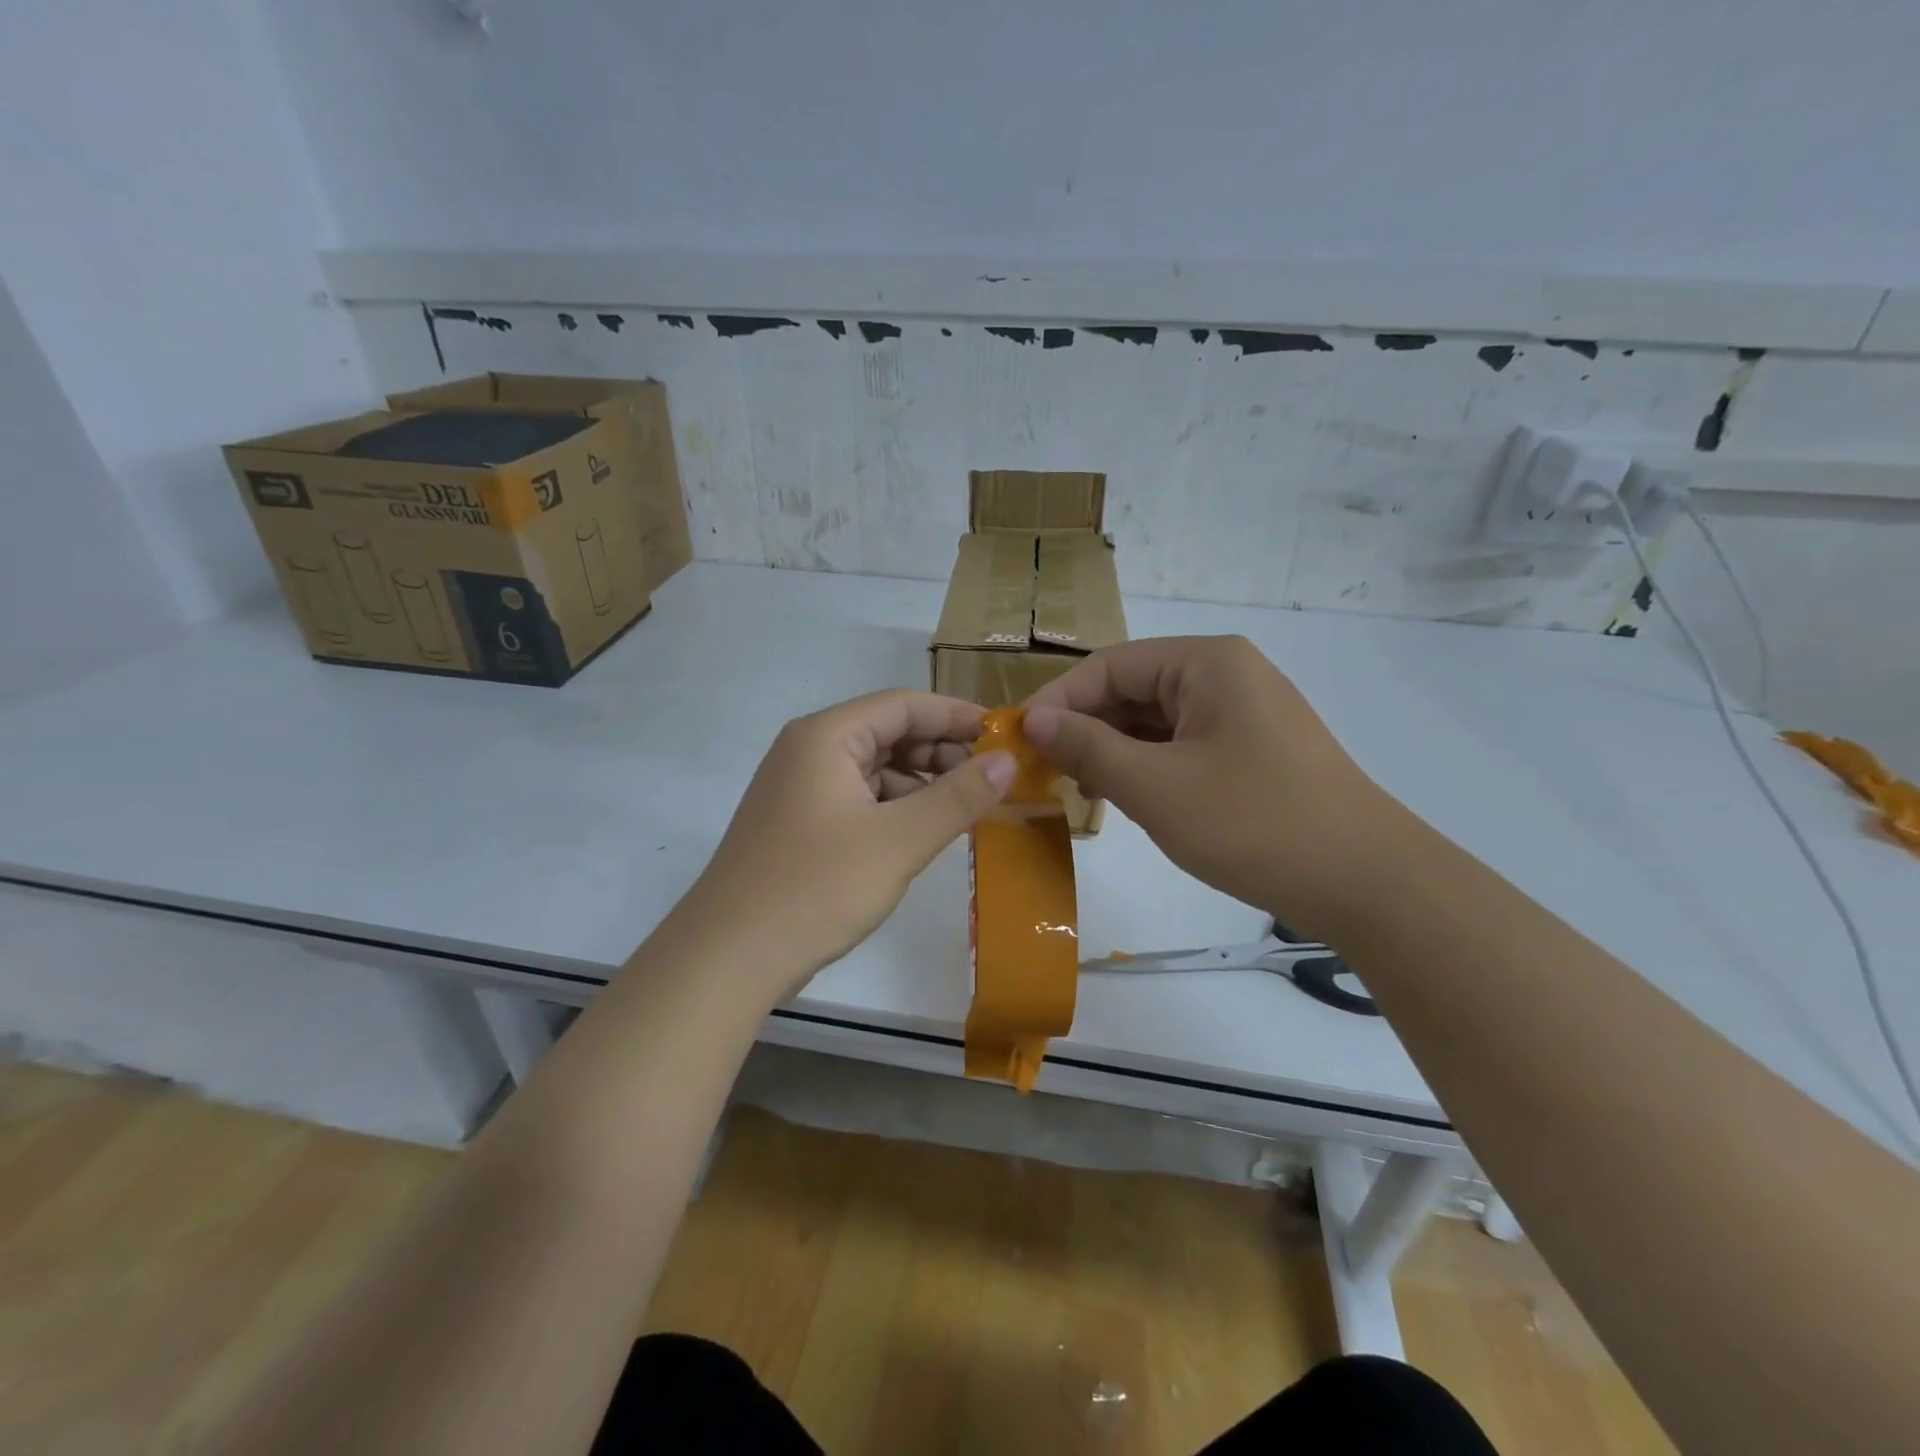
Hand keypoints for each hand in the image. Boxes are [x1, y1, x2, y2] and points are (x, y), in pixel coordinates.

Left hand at [667, 691, 1014, 1003]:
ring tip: (965, 809)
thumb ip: (959, 797)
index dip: (956, 716)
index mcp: (826, 736)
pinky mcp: (800, 824)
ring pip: (875, 769)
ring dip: (921, 782)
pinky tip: (923, 832)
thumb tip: (1008, 760)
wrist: (729, 958)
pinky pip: (859, 798)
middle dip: (941, 752)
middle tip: (991, 779)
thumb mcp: (899, 840)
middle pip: (888, 732)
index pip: (903, 705)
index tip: (1003, 736)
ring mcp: (800, 789)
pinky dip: (896, 807)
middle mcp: (809, 751)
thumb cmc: (816, 887)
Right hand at [1024, 636, 1395, 934]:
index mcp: (1206, 662)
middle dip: (1085, 727)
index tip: (1017, 740)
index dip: (1058, 700)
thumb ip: (1088, 747)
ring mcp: (1243, 712)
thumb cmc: (1253, 823)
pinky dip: (1146, 765)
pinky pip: (1182, 744)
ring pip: (1155, 720)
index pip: (1109, 666)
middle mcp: (1226, 674)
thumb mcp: (1156, 786)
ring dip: (1112, 749)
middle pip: (1133, 689)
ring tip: (1077, 786)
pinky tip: (1123, 795)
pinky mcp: (1252, 749)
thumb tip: (1034, 719)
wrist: (1365, 882)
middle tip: (1041, 769)